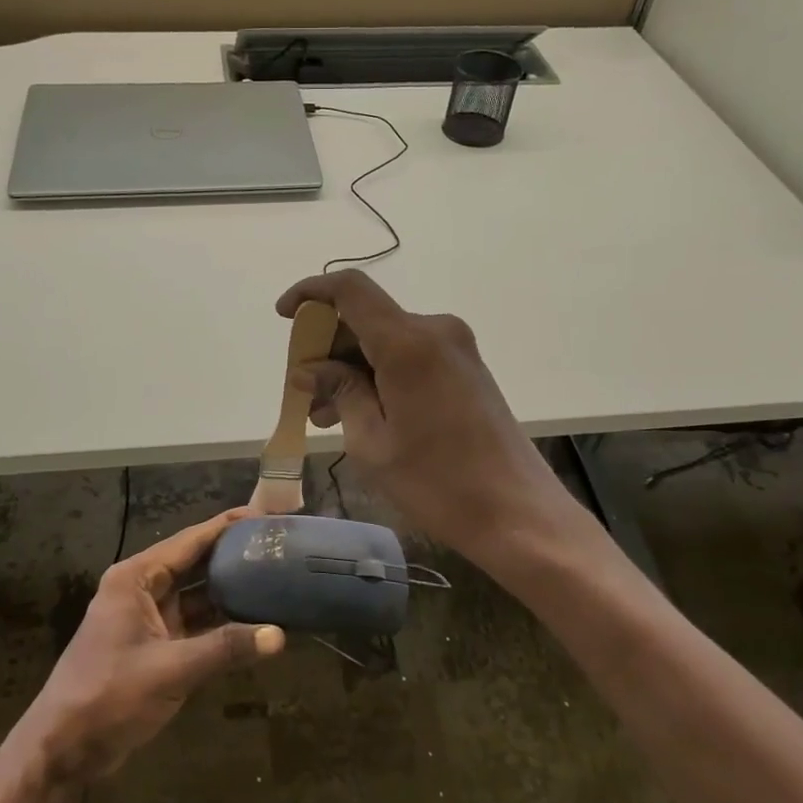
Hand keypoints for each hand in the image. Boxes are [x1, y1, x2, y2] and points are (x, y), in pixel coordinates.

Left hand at [0, 508, 284, 788]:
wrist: (62, 751)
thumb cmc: (107, 697)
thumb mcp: (169, 670)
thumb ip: (224, 649)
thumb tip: (279, 635)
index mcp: (136, 578)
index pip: (190, 541)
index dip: (228, 526)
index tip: (265, 516)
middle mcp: (142, 590)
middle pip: (196, 563)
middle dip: (234, 555)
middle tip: (278, 547)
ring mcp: (148, 619)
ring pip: (197, 595)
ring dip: (230, 590)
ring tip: (275, 578)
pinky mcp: (155, 647)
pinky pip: (195, 624)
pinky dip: (221, 623)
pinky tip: (254, 622)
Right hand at [276, 271, 592, 568]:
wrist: (517, 513)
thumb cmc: (438, 482)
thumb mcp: (372, 441)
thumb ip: (340, 393)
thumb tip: (310, 369)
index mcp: (408, 342)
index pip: (350, 289)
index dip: (311, 293)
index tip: (284, 317)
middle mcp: (435, 331)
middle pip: (367, 317)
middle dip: (328, 347)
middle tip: (304, 391)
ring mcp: (455, 349)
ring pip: (386, 341)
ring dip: (352, 367)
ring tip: (324, 415)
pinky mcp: (465, 369)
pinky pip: (410, 357)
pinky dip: (379, 375)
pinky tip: (360, 413)